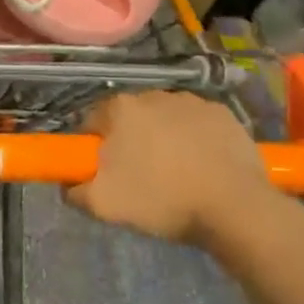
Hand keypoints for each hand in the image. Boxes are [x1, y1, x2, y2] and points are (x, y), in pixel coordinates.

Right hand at [67, 90, 271, 249]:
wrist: (235, 209)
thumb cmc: (162, 200)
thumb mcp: (103, 205)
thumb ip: (74, 191)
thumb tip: (69, 185)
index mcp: (121, 108)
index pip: (92, 121)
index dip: (94, 147)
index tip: (103, 171)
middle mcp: (154, 94)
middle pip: (130, 118)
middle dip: (129, 140)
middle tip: (138, 176)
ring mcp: (194, 101)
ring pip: (165, 119)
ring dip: (163, 138)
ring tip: (175, 173)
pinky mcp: (225, 115)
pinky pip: (198, 125)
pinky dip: (195, 140)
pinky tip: (202, 167)